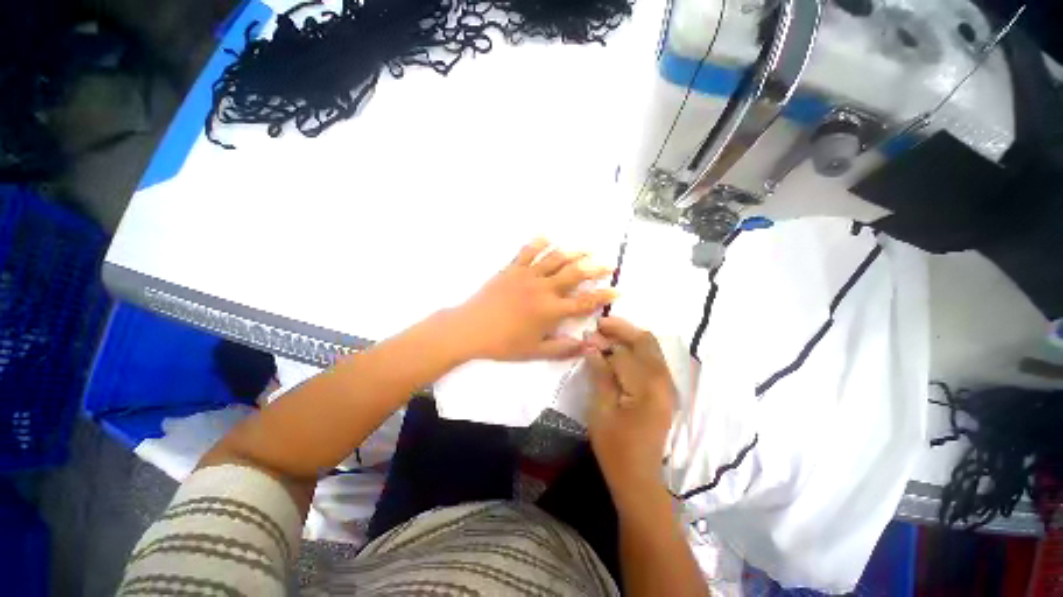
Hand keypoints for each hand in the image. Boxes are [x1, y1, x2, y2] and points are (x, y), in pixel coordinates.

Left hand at [447, 239, 615, 361]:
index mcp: (551, 311)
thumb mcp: (535, 351)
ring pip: (555, 259)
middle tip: (607, 264)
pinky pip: (527, 251)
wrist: (471, 329)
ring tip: (586, 248)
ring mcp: (527, 275)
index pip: (584, 301)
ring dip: (573, 252)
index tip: (617, 289)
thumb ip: (563, 348)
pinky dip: (539, 242)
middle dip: (594, 268)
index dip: (603, 295)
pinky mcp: (511, 268)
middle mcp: (543, 289)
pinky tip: (548, 237)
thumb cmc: (504, 343)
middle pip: (574, 274)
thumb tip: (588, 346)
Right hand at [584, 317, 675, 508]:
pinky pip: (651, 360)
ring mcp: (666, 386)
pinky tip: (618, 350)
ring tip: (605, 335)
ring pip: (651, 348)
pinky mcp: (664, 391)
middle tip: (599, 326)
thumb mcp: (601, 410)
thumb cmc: (615, 447)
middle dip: (622, 329)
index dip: (603, 342)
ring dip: (628, 338)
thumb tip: (591, 347)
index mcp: (647, 388)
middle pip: (646, 341)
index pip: (625, 353)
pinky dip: (635, 350)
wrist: (638, 477)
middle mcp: (663, 382)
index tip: (586, 337)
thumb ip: (600, 375)